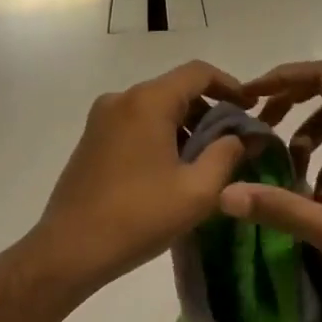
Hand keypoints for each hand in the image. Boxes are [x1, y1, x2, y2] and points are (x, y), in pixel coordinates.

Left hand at [31, 61, 248, 294]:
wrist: (70, 248)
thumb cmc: (139, 217)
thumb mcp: (197, 190)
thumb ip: (228, 155)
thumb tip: (244, 136)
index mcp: (147, 101)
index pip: (198, 72)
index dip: (231, 86)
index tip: (251, 110)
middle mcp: (121, 99)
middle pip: (175, 90)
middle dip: (209, 112)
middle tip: (233, 145)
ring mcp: (101, 119)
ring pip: (155, 109)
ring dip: (184, 127)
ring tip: (205, 164)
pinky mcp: (91, 140)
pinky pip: (135, 124)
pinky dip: (160, 136)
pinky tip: (171, 171)